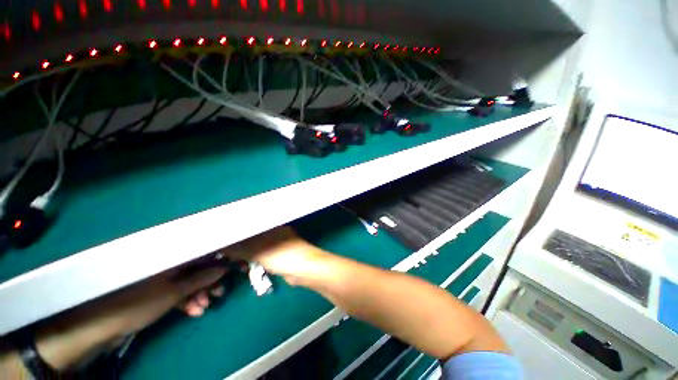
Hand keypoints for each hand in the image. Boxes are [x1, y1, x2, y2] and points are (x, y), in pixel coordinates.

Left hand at [34, 265, 225, 370]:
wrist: (101, 326)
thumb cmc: (138, 303)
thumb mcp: (172, 293)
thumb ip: (199, 279)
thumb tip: (222, 269)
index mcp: (168, 257)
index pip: (199, 252)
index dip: (216, 259)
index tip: (230, 267)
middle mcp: (166, 264)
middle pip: (195, 267)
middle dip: (208, 281)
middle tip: (219, 293)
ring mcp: (159, 278)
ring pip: (187, 281)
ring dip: (198, 294)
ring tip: (204, 307)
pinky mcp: (155, 291)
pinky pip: (177, 292)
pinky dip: (186, 300)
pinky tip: (192, 311)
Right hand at [219, 226, 327, 285]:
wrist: (304, 270)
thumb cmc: (282, 255)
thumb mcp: (258, 251)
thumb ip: (240, 248)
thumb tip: (220, 245)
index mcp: (271, 226)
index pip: (249, 224)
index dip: (235, 230)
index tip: (221, 237)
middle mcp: (275, 232)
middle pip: (251, 236)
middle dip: (238, 244)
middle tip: (223, 252)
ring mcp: (278, 244)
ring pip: (256, 247)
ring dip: (244, 254)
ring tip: (232, 261)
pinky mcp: (279, 255)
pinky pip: (261, 256)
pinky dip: (252, 260)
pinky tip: (243, 266)